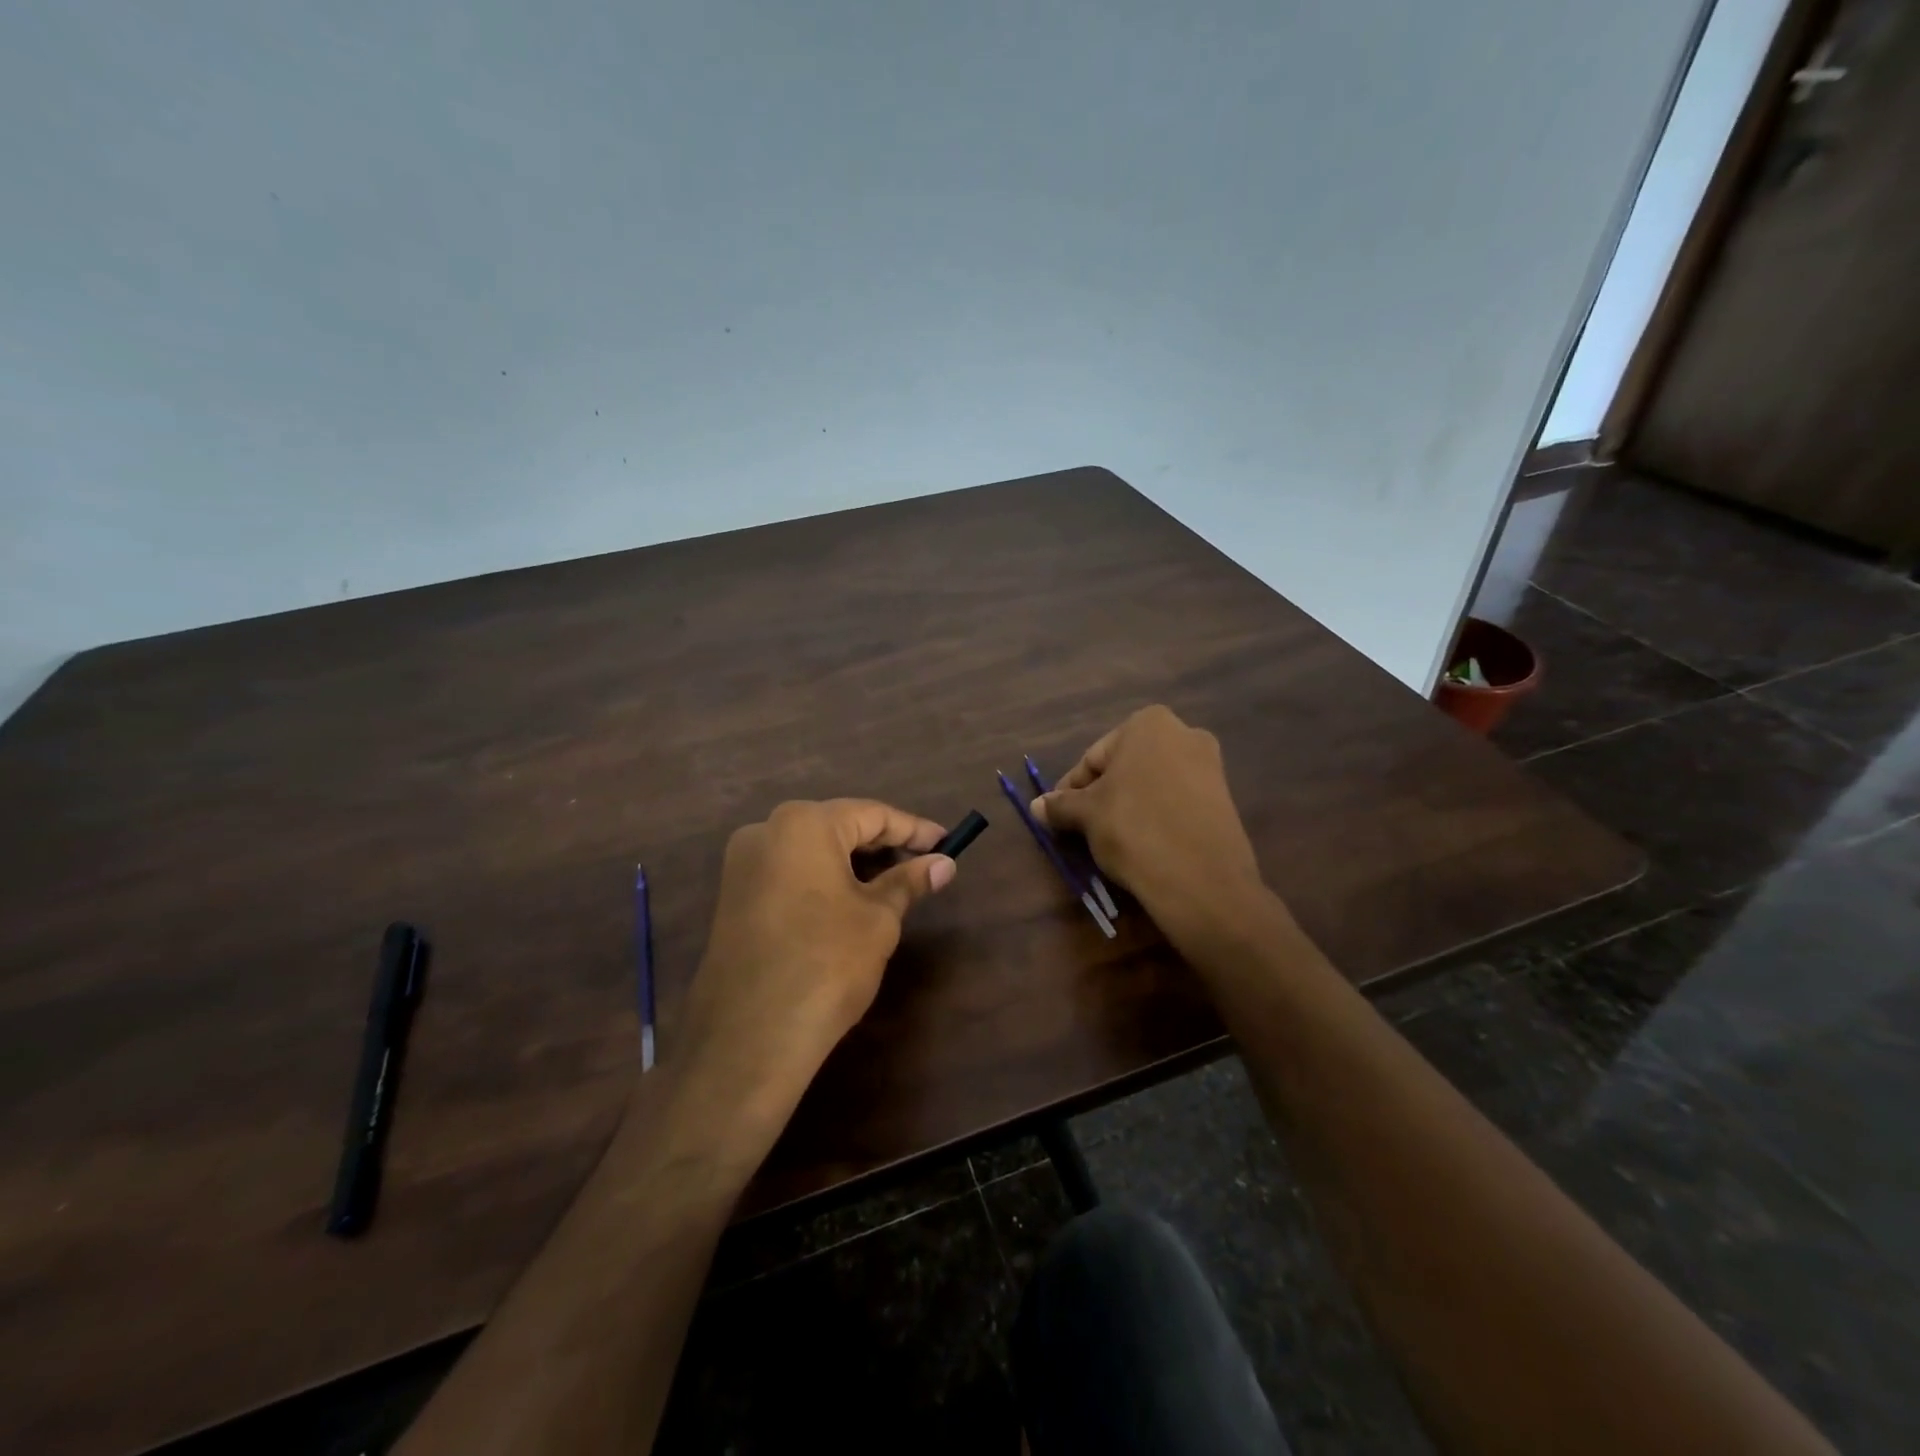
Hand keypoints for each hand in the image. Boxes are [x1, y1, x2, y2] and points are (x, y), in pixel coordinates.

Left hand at [672, 799, 955, 1128]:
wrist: (751, 1036)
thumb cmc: (827, 962)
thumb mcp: (878, 918)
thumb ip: (909, 881)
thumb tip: (944, 864)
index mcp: (803, 824)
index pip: (871, 814)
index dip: (914, 829)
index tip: (947, 842)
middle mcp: (766, 831)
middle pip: (838, 827)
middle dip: (883, 845)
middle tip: (924, 863)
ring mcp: (743, 865)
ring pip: (812, 850)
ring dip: (853, 863)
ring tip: (894, 884)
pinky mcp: (733, 897)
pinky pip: (789, 873)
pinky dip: (824, 880)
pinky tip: (850, 901)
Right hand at [1034, 706, 1263, 937]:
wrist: (1201, 879)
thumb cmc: (1134, 828)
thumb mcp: (1087, 815)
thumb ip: (1060, 805)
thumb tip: (1037, 806)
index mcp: (1149, 723)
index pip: (1094, 758)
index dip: (1072, 789)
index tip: (1059, 816)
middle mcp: (1185, 734)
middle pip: (1125, 768)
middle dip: (1103, 795)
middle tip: (1083, 828)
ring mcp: (1210, 767)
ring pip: (1151, 785)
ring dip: (1128, 807)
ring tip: (1111, 840)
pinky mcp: (1224, 800)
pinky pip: (1176, 803)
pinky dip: (1156, 818)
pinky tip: (1144, 845)